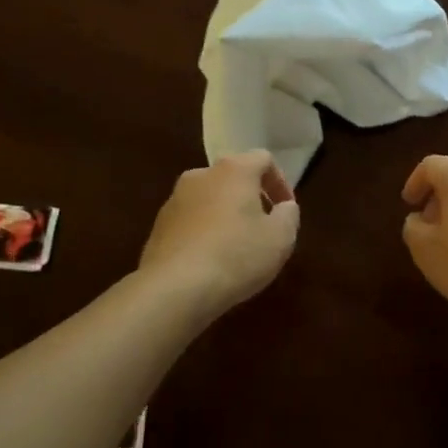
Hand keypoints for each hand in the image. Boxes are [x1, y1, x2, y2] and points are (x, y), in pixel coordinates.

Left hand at [139, 151, 299, 314]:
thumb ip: (289, 215)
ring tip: (236, 245)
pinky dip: (204, 231)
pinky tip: (211, 259)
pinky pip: (190, 220)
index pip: (263, 159)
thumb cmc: (236, 256)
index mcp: (234, 170)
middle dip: (251, 197)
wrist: (174, 288)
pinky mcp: (158, 226)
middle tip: (263, 225)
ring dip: (225, 214)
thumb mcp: (280, 238)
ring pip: (209, 198)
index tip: (286, 209)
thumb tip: (285, 207)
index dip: (280, 182)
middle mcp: (201, 175)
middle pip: (233, 176)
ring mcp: (175, 199)